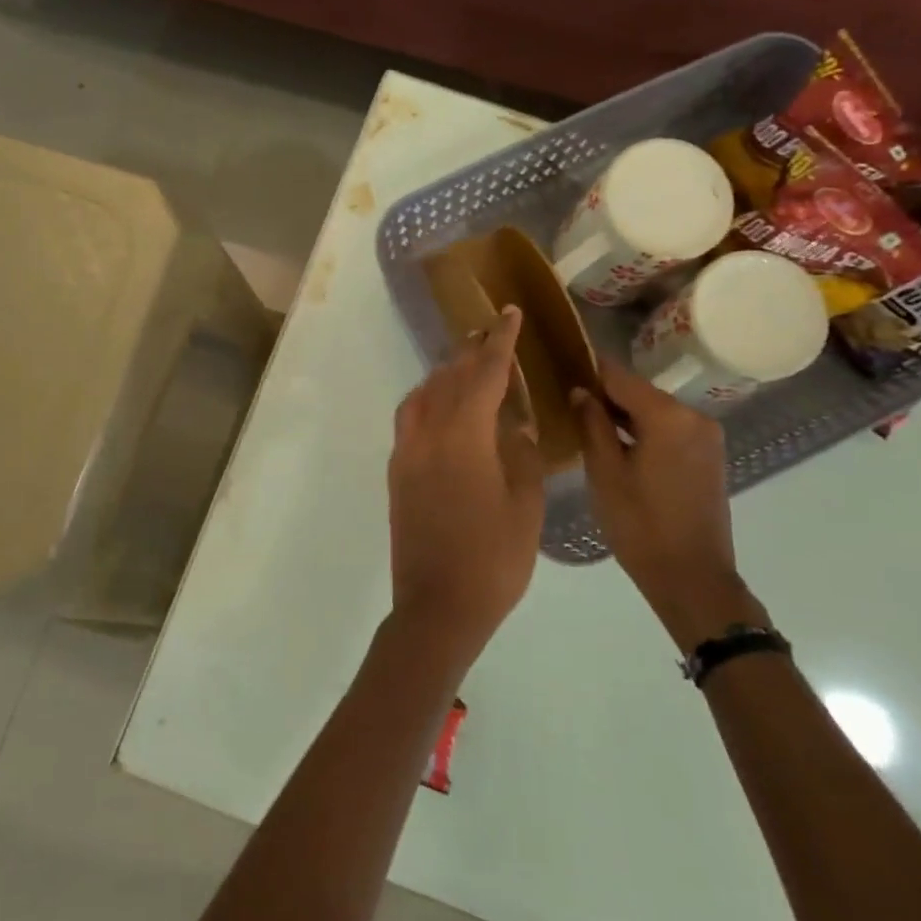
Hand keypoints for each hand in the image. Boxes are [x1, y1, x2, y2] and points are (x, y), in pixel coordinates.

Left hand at [386, 305, 546, 675]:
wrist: (437, 606)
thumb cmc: (493, 559)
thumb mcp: (524, 506)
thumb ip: (523, 455)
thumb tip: (518, 424)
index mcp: (463, 437)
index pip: (483, 374)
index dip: (499, 342)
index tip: (508, 314)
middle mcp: (426, 435)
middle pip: (447, 379)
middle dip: (470, 353)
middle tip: (489, 333)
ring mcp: (405, 455)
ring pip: (421, 396)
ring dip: (444, 375)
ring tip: (466, 367)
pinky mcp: (396, 475)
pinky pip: (409, 420)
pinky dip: (427, 401)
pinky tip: (443, 410)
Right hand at [570, 359, 769, 652]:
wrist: (691, 576)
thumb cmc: (639, 525)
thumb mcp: (604, 473)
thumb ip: (592, 426)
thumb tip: (580, 391)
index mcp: (668, 416)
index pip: (620, 377)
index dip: (590, 370)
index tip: (561, 365)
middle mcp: (694, 416)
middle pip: (640, 393)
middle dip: (606, 396)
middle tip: (567, 403)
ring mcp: (707, 437)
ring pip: (655, 413)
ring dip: (624, 416)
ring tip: (587, 425)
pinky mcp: (709, 456)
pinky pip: (669, 431)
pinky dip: (644, 432)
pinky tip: (618, 447)